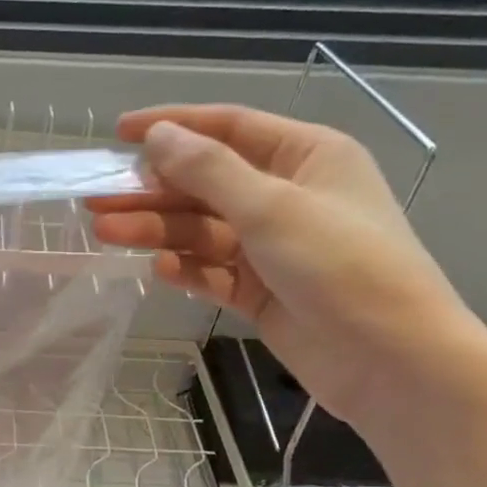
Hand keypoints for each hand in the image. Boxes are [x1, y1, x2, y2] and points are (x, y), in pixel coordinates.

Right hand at [87, 105, 486, 430]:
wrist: (389, 359)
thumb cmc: (341, 266)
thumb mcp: (271, 207)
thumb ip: (209, 170)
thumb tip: (157, 135)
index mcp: (306, 157)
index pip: (229, 128)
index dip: (174, 127)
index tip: (119, 134)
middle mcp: (288, 196)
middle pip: (207, 184)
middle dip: (153, 190)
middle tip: (97, 198)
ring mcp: (273, 248)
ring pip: (203, 230)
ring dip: (158, 230)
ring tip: (106, 232)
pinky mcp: (261, 292)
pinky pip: (213, 272)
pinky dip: (187, 270)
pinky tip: (159, 270)